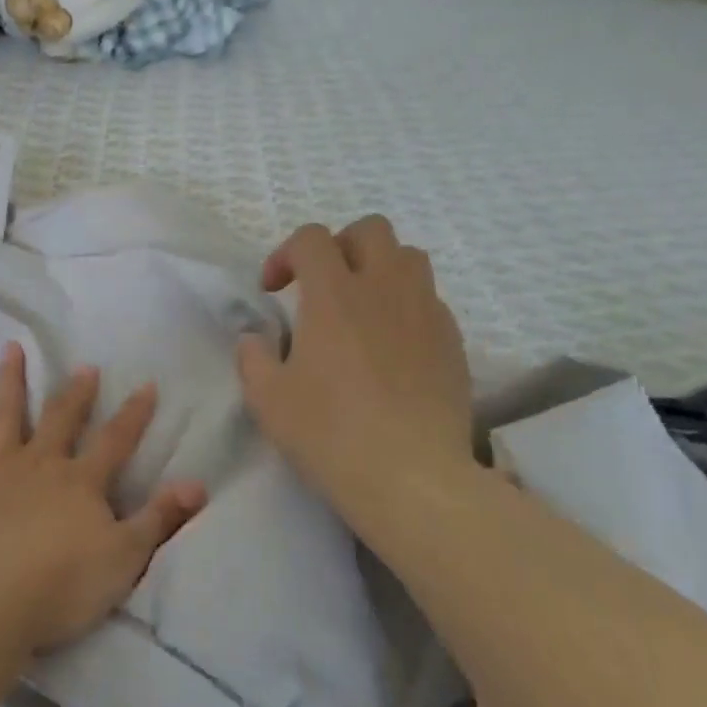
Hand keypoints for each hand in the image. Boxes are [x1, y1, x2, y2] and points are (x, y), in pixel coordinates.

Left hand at [0, 341, 206, 658]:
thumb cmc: (61, 586)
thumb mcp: (125, 558)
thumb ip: (159, 518)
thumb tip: (198, 484)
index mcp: (80, 482)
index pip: (115, 440)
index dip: (134, 414)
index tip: (146, 384)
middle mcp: (39, 464)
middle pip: (61, 419)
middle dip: (76, 392)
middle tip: (84, 366)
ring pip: (6, 416)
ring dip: (10, 381)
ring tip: (11, 348)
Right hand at [237, 218, 476, 523]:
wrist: (411, 476)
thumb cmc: (329, 433)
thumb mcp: (267, 399)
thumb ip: (253, 357)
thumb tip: (254, 339)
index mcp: (334, 294)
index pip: (312, 238)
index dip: (285, 254)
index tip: (273, 291)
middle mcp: (384, 288)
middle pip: (370, 230)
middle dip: (340, 246)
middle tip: (321, 286)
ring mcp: (426, 312)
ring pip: (409, 257)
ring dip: (379, 268)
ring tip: (361, 308)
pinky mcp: (452, 341)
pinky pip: (430, 300)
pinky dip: (406, 306)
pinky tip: (392, 346)